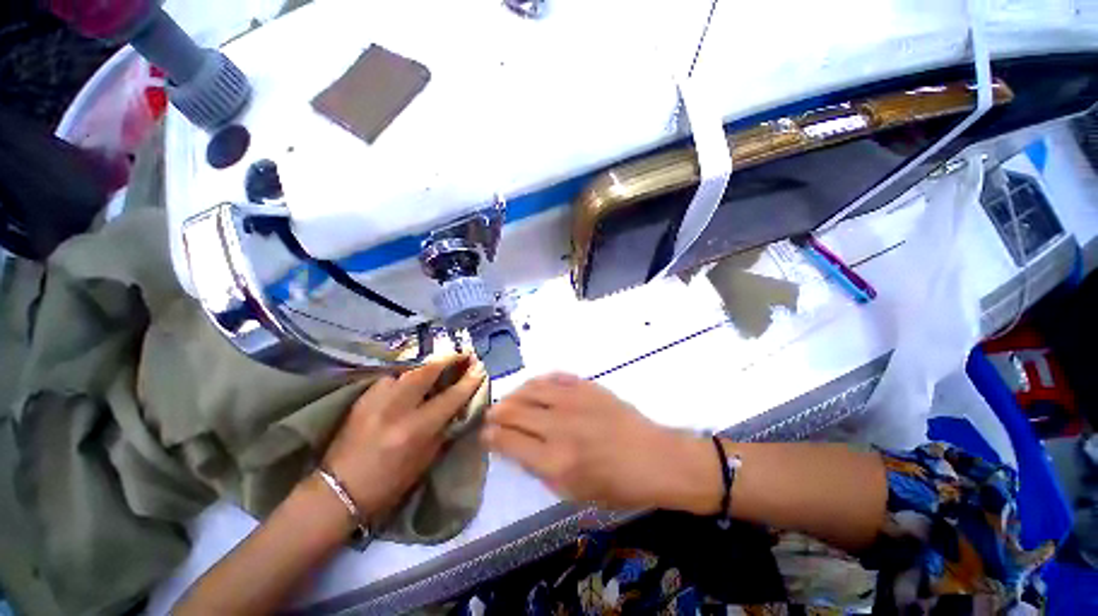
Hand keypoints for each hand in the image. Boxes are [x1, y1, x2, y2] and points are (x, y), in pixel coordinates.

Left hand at [322, 354, 486, 520]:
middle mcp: (396, 408)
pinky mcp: (363, 398)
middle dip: (449, 359)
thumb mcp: (425, 460)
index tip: (480, 368)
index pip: (450, 397)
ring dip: (428, 366)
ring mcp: (376, 400)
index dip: (469, 381)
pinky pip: (391, 378)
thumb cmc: (388, 484)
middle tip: (463, 354)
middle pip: (427, 371)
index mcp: (415, 429)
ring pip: (408, 370)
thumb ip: (442, 429)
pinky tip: (411, 381)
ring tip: (441, 365)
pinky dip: (406, 376)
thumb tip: (457, 408)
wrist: (338, 491)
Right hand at [482, 373, 720, 513]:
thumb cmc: (616, 485)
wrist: (653, 457)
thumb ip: (540, 470)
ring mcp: (573, 401)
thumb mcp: (573, 493)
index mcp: (554, 461)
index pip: (508, 442)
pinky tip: (534, 388)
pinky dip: (537, 382)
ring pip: (529, 388)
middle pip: (513, 411)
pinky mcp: (586, 386)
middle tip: (492, 415)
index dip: (491, 436)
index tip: (485, 434)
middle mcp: (558, 426)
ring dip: (514, 394)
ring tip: (510, 400)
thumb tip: (516, 447)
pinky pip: (552, 377)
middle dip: (496, 413)